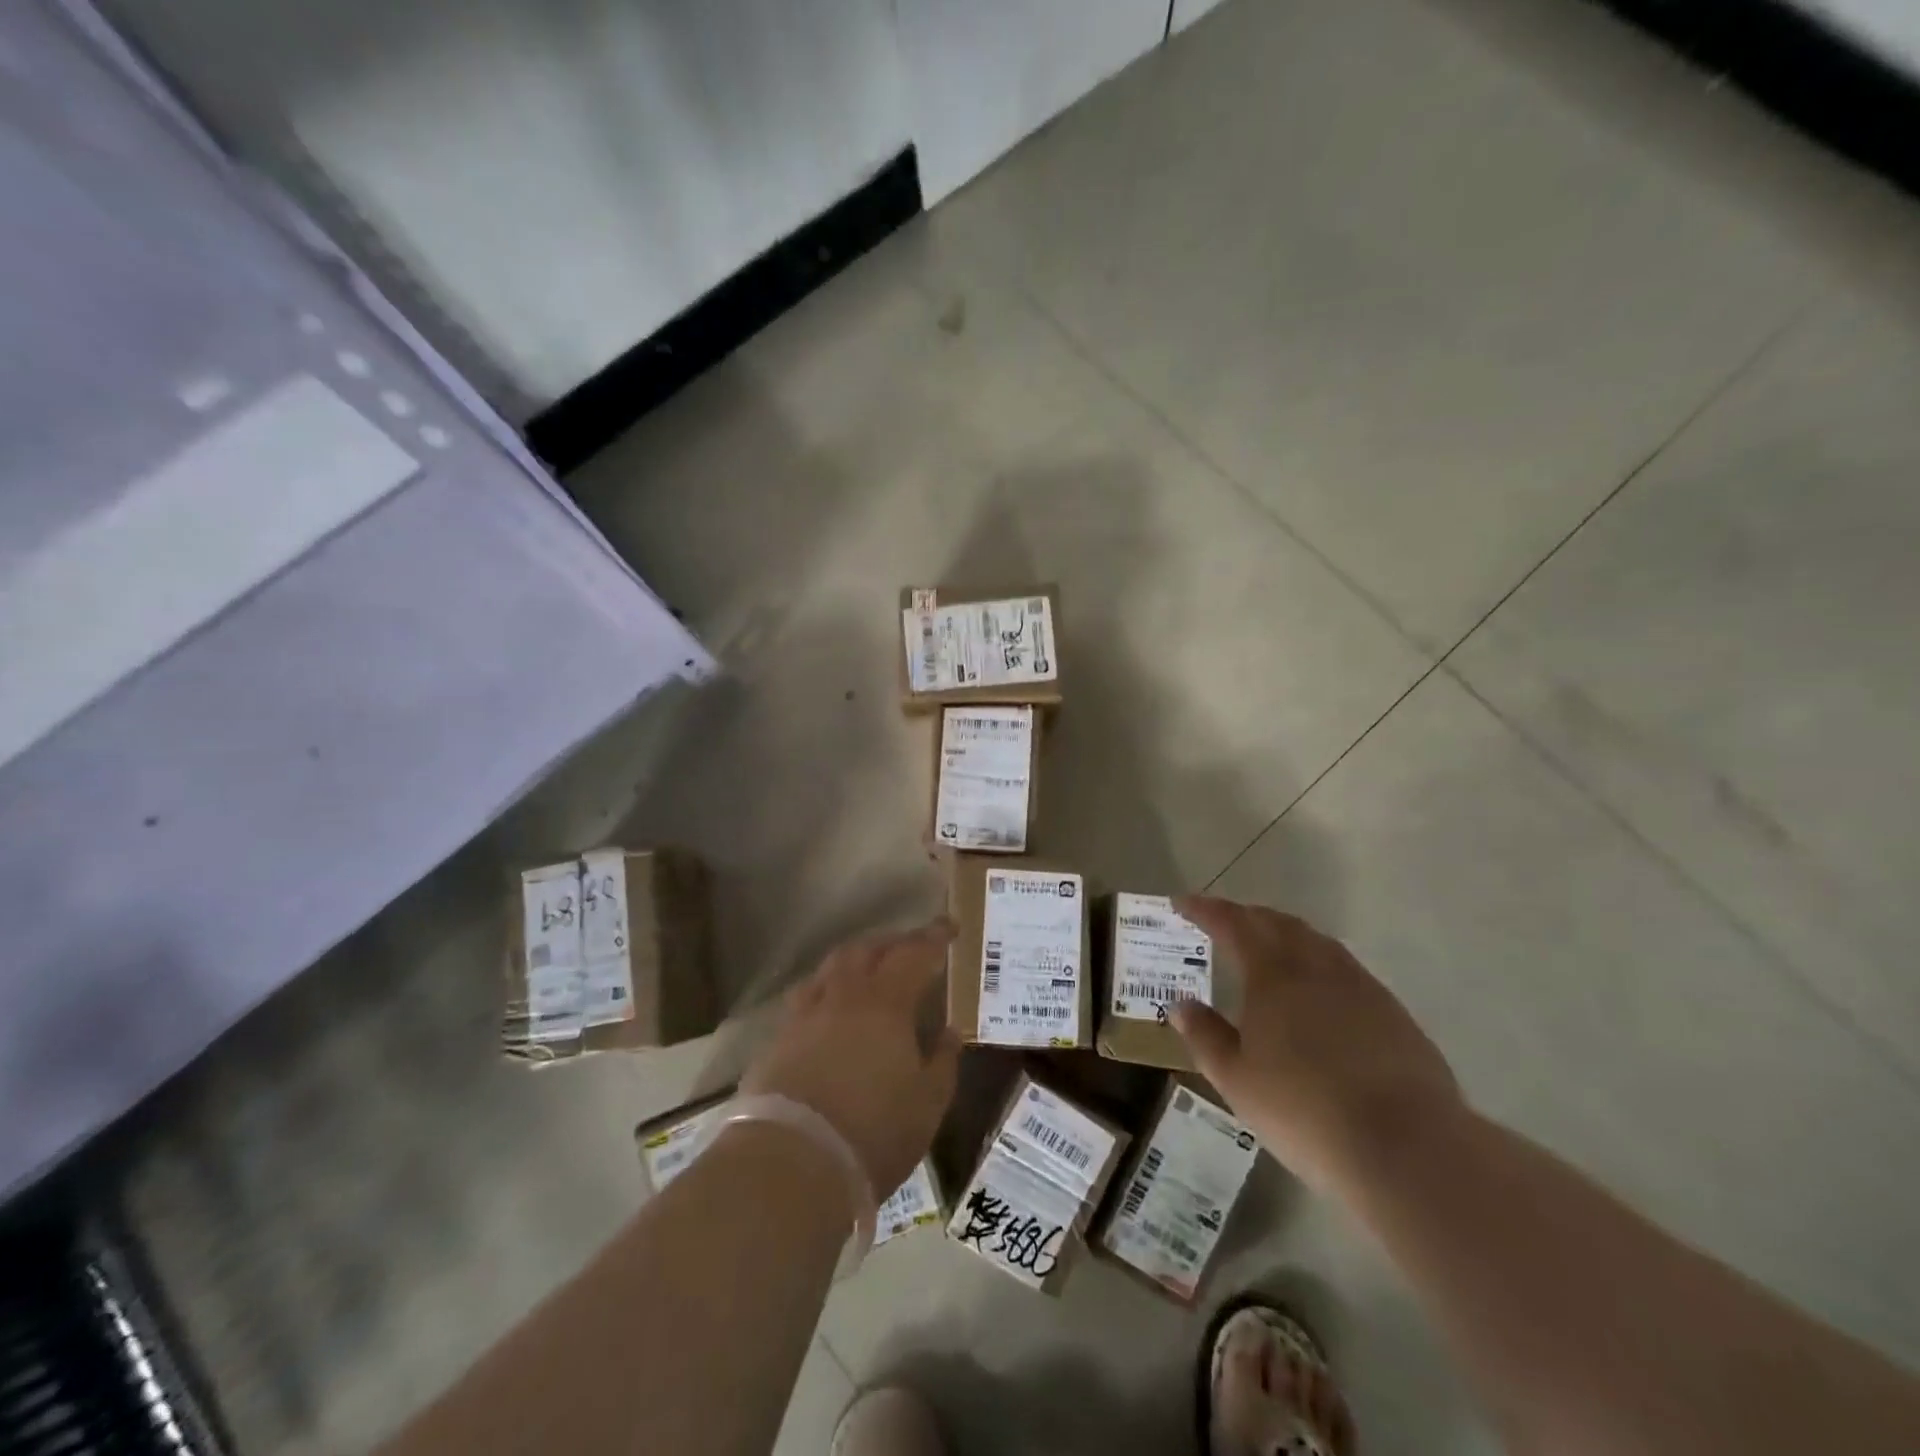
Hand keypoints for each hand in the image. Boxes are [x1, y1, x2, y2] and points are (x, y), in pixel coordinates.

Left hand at [739, 918, 959, 1197]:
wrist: (791, 1163)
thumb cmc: (873, 1132)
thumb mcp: (927, 1104)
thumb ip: (942, 1061)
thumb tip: (949, 1031)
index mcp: (886, 1003)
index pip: (914, 954)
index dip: (933, 937)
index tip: (949, 927)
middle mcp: (843, 996)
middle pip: (868, 950)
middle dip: (893, 941)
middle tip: (912, 945)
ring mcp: (805, 1015)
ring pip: (831, 967)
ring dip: (856, 958)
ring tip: (870, 966)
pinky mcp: (778, 1039)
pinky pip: (807, 995)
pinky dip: (826, 988)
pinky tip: (830, 1005)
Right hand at [1168, 895, 1463, 1195]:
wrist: (1406, 1146)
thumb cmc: (1304, 1109)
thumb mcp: (1236, 1079)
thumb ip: (1205, 1036)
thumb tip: (1181, 1005)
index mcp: (1273, 973)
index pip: (1233, 924)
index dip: (1206, 910)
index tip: (1183, 903)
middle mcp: (1316, 966)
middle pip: (1278, 924)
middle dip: (1247, 916)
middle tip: (1223, 921)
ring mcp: (1361, 986)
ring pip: (1316, 942)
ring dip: (1286, 935)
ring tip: (1269, 947)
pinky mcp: (1393, 1013)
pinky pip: (1345, 969)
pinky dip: (1319, 963)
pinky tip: (1318, 991)